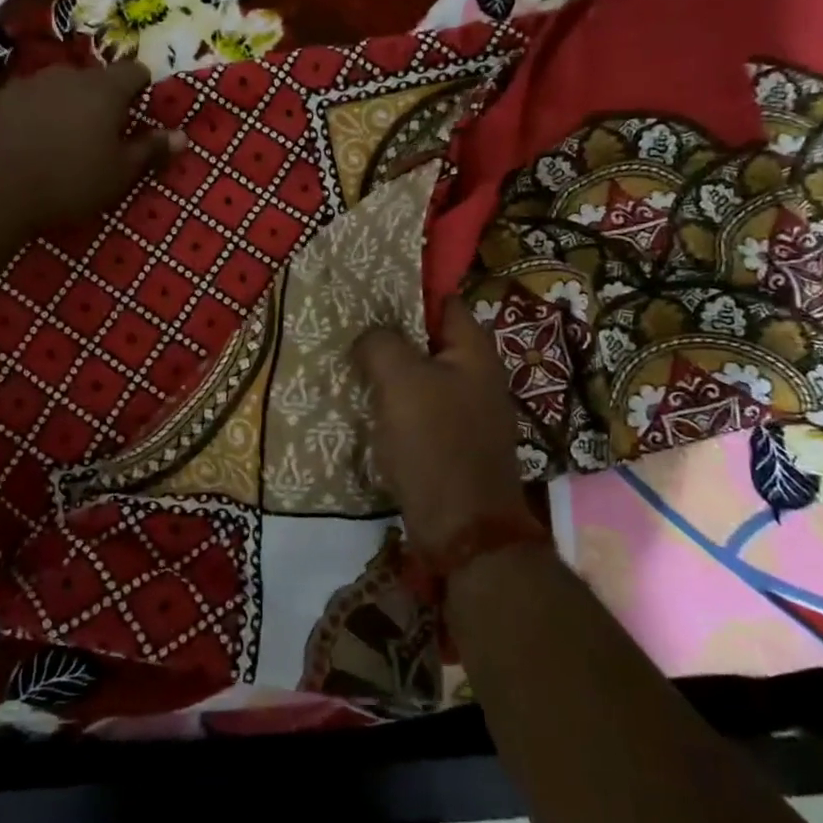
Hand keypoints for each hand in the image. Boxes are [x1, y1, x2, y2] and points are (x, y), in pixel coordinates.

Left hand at [0, 62, 184, 229]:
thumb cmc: (69, 181)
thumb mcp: (119, 174)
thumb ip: (150, 151)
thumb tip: (182, 136)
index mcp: (104, 90)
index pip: (134, 71)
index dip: (141, 88)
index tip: (139, 111)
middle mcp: (67, 75)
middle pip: (94, 79)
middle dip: (101, 100)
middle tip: (101, 134)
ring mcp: (28, 83)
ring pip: (57, 88)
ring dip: (65, 106)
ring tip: (61, 141)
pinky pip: (25, 102)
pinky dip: (32, 116)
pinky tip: (27, 145)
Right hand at [354, 298, 530, 563]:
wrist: (463, 529)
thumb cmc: (436, 444)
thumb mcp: (402, 382)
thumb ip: (381, 343)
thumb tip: (369, 336)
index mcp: (474, 352)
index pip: (442, 301)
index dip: (407, 292)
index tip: (366, 292)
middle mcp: (476, 376)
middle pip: (428, 340)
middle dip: (390, 334)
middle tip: (347, 329)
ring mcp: (466, 412)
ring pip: (419, 377)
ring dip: (387, 373)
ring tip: (346, 365)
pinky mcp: (450, 443)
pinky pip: (417, 410)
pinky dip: (392, 406)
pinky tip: (362, 408)